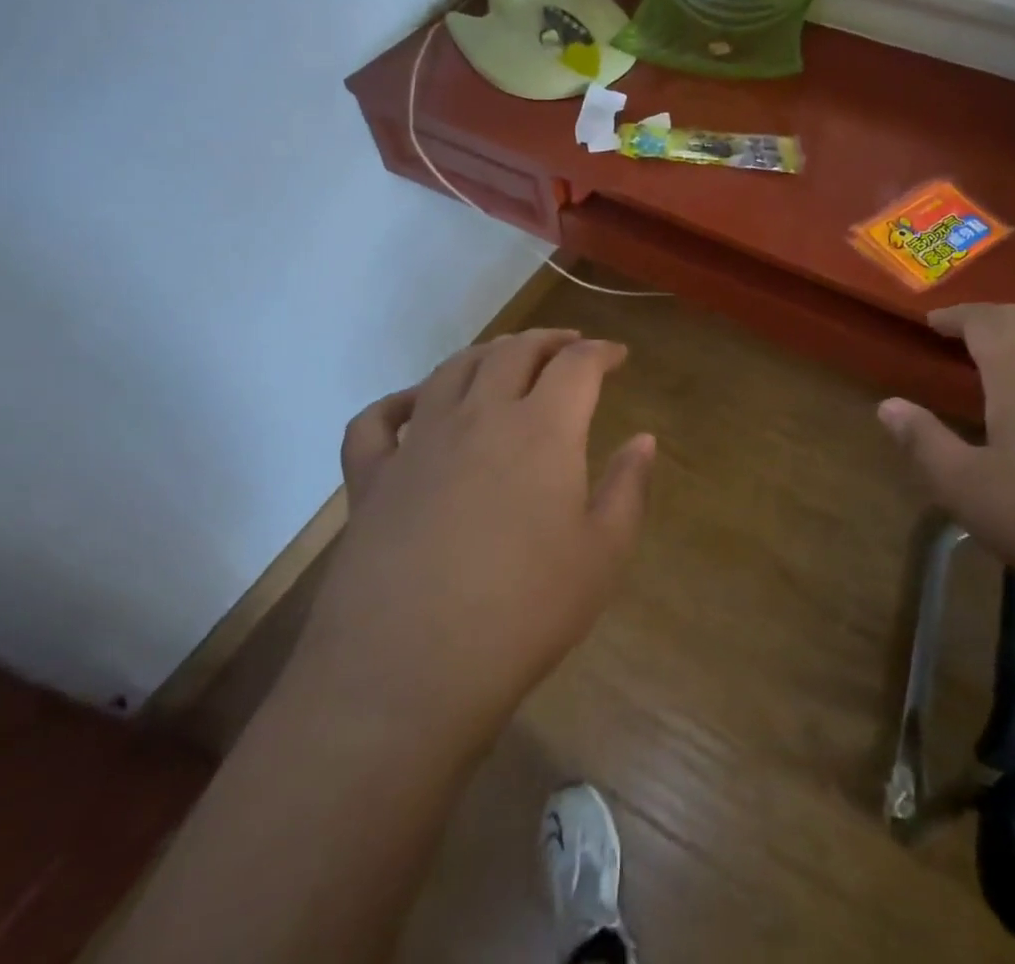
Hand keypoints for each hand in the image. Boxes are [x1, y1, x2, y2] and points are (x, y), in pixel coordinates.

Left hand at [288, 329, 655, 752]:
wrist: (408, 673)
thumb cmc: (524, 613)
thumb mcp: (602, 555)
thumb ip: (628, 488)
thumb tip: (644, 440)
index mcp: (541, 430)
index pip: (577, 365)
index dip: (601, 352)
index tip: (617, 357)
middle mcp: (479, 417)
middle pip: (514, 352)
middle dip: (548, 341)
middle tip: (569, 347)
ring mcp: (418, 443)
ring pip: (452, 370)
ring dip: (487, 353)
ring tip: (506, 359)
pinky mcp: (370, 478)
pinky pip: (377, 420)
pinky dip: (398, 400)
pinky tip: (416, 406)